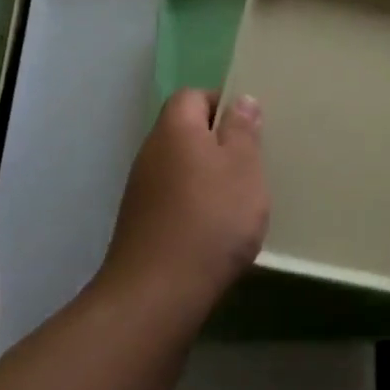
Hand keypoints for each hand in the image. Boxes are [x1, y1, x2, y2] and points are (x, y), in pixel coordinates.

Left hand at [98, 89, 269, 322]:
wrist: (158, 293)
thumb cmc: (211, 218)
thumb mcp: (243, 167)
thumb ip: (243, 130)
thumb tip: (240, 100)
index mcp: (175, 129)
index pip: (192, 96)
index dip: (220, 103)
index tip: (248, 127)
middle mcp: (151, 152)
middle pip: (184, 131)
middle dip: (216, 142)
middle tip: (249, 163)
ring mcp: (140, 190)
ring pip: (179, 166)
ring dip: (205, 175)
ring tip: (236, 199)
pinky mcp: (139, 224)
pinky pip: (171, 197)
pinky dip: (192, 204)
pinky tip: (213, 229)